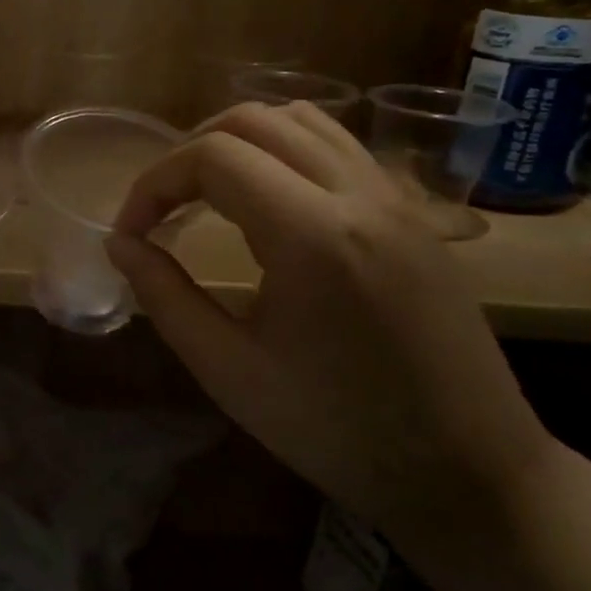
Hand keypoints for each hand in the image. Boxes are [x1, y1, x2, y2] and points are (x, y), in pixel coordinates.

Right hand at [107, 103, 554, 563]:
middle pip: (253, 120)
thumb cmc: (336, 429)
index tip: (133, 234)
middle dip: (188, 152)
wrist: (468, 471)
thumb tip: (122, 244)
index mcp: (312, 235)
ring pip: (302, 120)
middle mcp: (359, 194)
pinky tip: (268, 201)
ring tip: (206, 192)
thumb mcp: (228, 369)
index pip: (211, 157)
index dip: (153, 184)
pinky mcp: (414, 213)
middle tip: (161, 208)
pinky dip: (285, 151)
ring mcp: (396, 198)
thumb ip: (164, 296)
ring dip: (239, 141)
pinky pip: (340, 146)